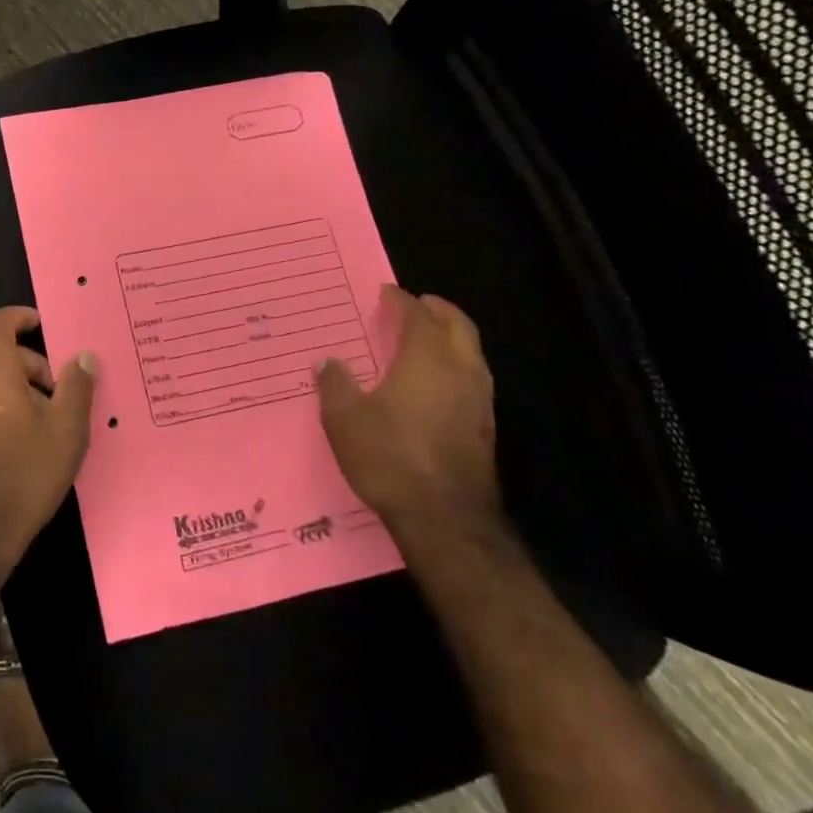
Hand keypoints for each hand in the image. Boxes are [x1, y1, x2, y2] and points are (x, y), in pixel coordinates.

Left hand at [0, 308, 96, 581]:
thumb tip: (84, 356)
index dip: (20, 317)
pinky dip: (7, 409)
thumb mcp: (65, 431)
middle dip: (33, 365)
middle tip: (63, 393)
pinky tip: (30, 444)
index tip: (45, 325)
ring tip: (53, 423)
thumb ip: (77, 387)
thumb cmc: (25, 474)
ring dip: (22, 390)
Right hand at [316, 285, 498, 535]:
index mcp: (426, 359)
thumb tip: (328, 362)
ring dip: (450, 338)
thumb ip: (335, 384)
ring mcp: (479, 401)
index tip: (386, 293)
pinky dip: (454, 366)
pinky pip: (472, 379)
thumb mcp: (344, 418)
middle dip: (438, 311)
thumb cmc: (390, 457)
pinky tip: (433, 384)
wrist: (445, 519)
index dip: (402, 300)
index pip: (418, 315)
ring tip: (424, 340)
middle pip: (458, 326)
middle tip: (417, 305)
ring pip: (471, 353)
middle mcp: (460, 371)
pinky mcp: (485, 428)